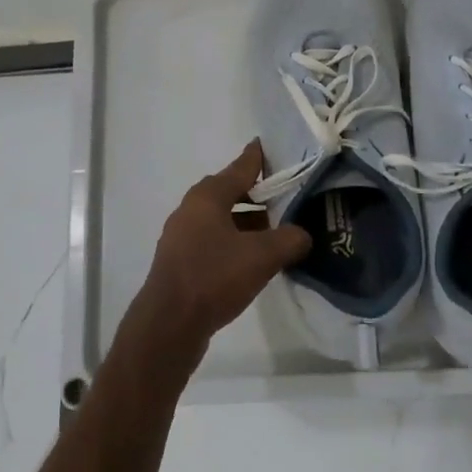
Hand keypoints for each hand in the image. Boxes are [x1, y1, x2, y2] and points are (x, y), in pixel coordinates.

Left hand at [131, 141, 311, 368]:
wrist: (169, 325)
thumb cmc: (214, 277)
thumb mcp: (262, 256)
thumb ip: (290, 239)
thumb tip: (303, 235)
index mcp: (208, 196)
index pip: (242, 165)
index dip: (262, 156)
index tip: (279, 146)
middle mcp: (192, 208)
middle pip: (233, 192)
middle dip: (262, 195)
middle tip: (291, 198)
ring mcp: (183, 235)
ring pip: (224, 219)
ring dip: (250, 223)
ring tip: (279, 234)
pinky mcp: (181, 260)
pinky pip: (215, 241)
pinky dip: (236, 243)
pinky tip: (255, 261)